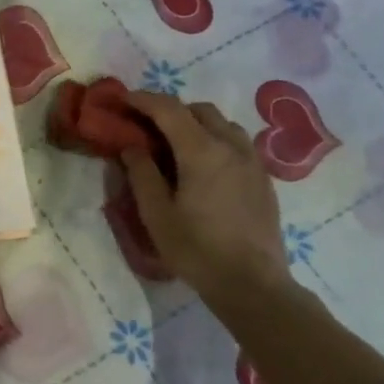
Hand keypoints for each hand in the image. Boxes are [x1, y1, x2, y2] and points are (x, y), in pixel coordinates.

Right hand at [120, 91, 289, 304]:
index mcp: (201, 151)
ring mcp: (252, 161)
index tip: (120, 100)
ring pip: (222, 124)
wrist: (251, 283)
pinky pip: (236, 142)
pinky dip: (213, 139)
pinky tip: (201, 164)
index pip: (168, 109)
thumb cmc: (196, 249)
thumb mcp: (155, 213)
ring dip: (194, 123)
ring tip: (173, 143)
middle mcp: (231, 146)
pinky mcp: (263, 178)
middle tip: (144, 125)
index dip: (142, 100)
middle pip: (199, 109)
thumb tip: (132, 146)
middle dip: (169, 109)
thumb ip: (141, 173)